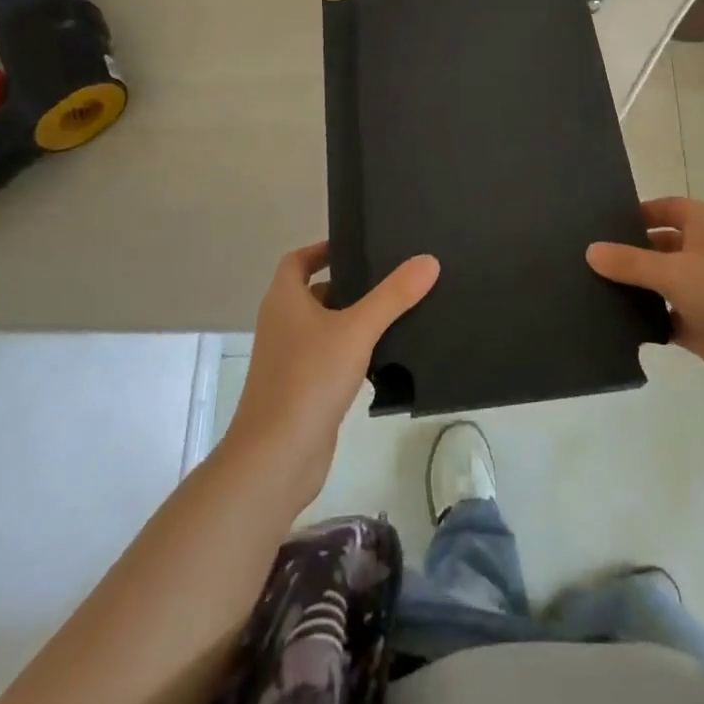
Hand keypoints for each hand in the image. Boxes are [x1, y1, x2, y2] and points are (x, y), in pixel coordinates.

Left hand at [224, 243, 439, 507]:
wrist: (275, 459)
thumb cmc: (309, 380)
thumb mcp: (357, 330)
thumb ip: (393, 295)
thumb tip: (428, 260)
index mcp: (284, 300)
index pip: (298, 261)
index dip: (323, 249)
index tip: (358, 245)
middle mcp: (281, 324)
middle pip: (314, 292)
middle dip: (347, 284)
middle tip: (389, 276)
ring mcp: (289, 360)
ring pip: (323, 327)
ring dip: (351, 319)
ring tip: (395, 311)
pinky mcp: (301, 390)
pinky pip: (328, 358)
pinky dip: (351, 351)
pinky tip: (383, 356)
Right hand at [588, 196, 703, 403]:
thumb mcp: (673, 271)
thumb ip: (630, 262)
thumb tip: (590, 250)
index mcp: (703, 225)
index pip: (663, 209)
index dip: (635, 214)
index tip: (598, 224)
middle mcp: (703, 251)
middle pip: (658, 246)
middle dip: (628, 253)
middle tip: (584, 259)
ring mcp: (703, 290)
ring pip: (660, 283)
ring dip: (635, 288)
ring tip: (589, 289)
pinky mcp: (701, 324)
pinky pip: (665, 317)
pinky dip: (646, 320)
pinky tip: (613, 323)